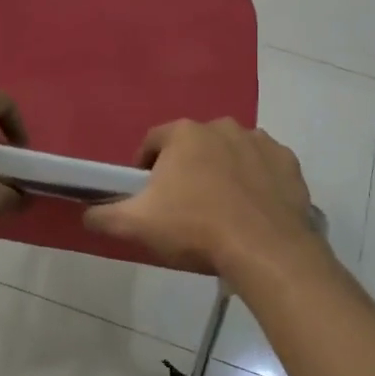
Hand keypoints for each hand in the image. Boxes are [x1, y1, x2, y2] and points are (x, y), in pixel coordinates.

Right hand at [82, 119, 319, 276]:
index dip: (144, 167)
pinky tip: (252, 209)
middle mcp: (222, 126)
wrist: (265, 249)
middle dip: (186, 169)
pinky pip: (263, 167)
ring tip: (220, 209)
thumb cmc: (195, 229)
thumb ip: (104, 216)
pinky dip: (256, 181)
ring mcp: (259, 141)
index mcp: (184, 134)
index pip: (153, 143)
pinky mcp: (287, 162)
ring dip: (222, 172)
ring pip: (230, 153)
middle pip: (193, 146)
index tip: (146, 194)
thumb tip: (87, 214)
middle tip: (183, 205)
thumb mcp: (137, 225)